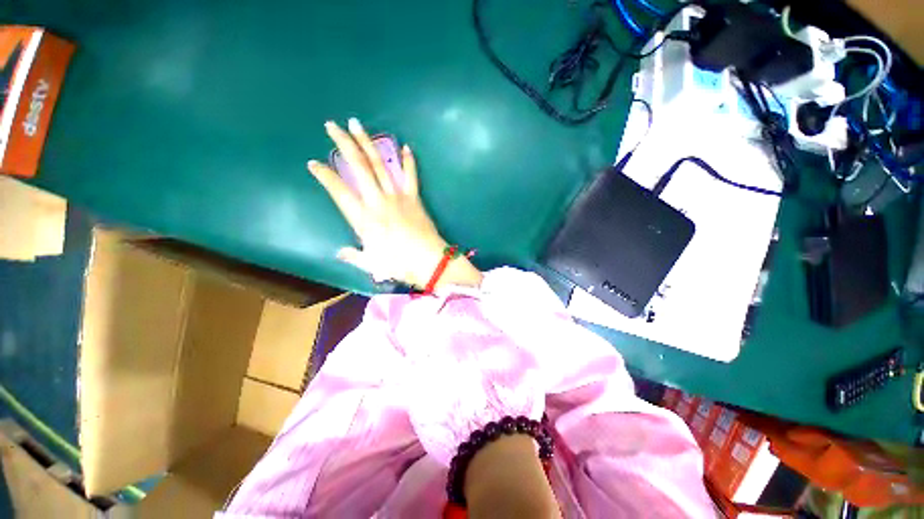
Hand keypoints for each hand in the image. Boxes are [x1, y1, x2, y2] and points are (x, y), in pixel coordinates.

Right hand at [307, 118, 481, 289]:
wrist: (428, 261)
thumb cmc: (399, 264)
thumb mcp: (372, 264)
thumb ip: (354, 256)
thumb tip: (340, 252)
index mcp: (363, 218)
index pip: (338, 191)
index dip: (324, 176)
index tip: (313, 163)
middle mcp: (377, 201)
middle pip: (358, 167)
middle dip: (344, 144)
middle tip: (332, 125)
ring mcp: (397, 197)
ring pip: (380, 165)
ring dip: (367, 143)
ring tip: (357, 125)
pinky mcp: (414, 198)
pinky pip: (411, 176)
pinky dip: (408, 162)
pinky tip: (405, 147)